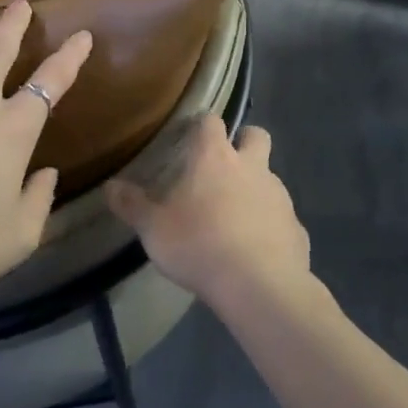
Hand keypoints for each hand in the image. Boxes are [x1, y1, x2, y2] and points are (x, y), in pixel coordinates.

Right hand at [107, 118, 310, 309]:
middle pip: (256, 135)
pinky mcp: (297, 227)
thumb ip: (132, 206)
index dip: (202, 125)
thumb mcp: (153, 229)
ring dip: (256, 187)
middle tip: (224, 165)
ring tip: (235, 217)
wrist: (260, 286)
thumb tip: (110, 187)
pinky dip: (270, 226)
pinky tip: (255, 250)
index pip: (211, 121)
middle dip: (244, 142)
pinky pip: (282, 218)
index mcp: (215, 157)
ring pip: (270, 177)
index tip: (191, 136)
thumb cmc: (199, 245)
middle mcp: (251, 167)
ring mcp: (279, 196)